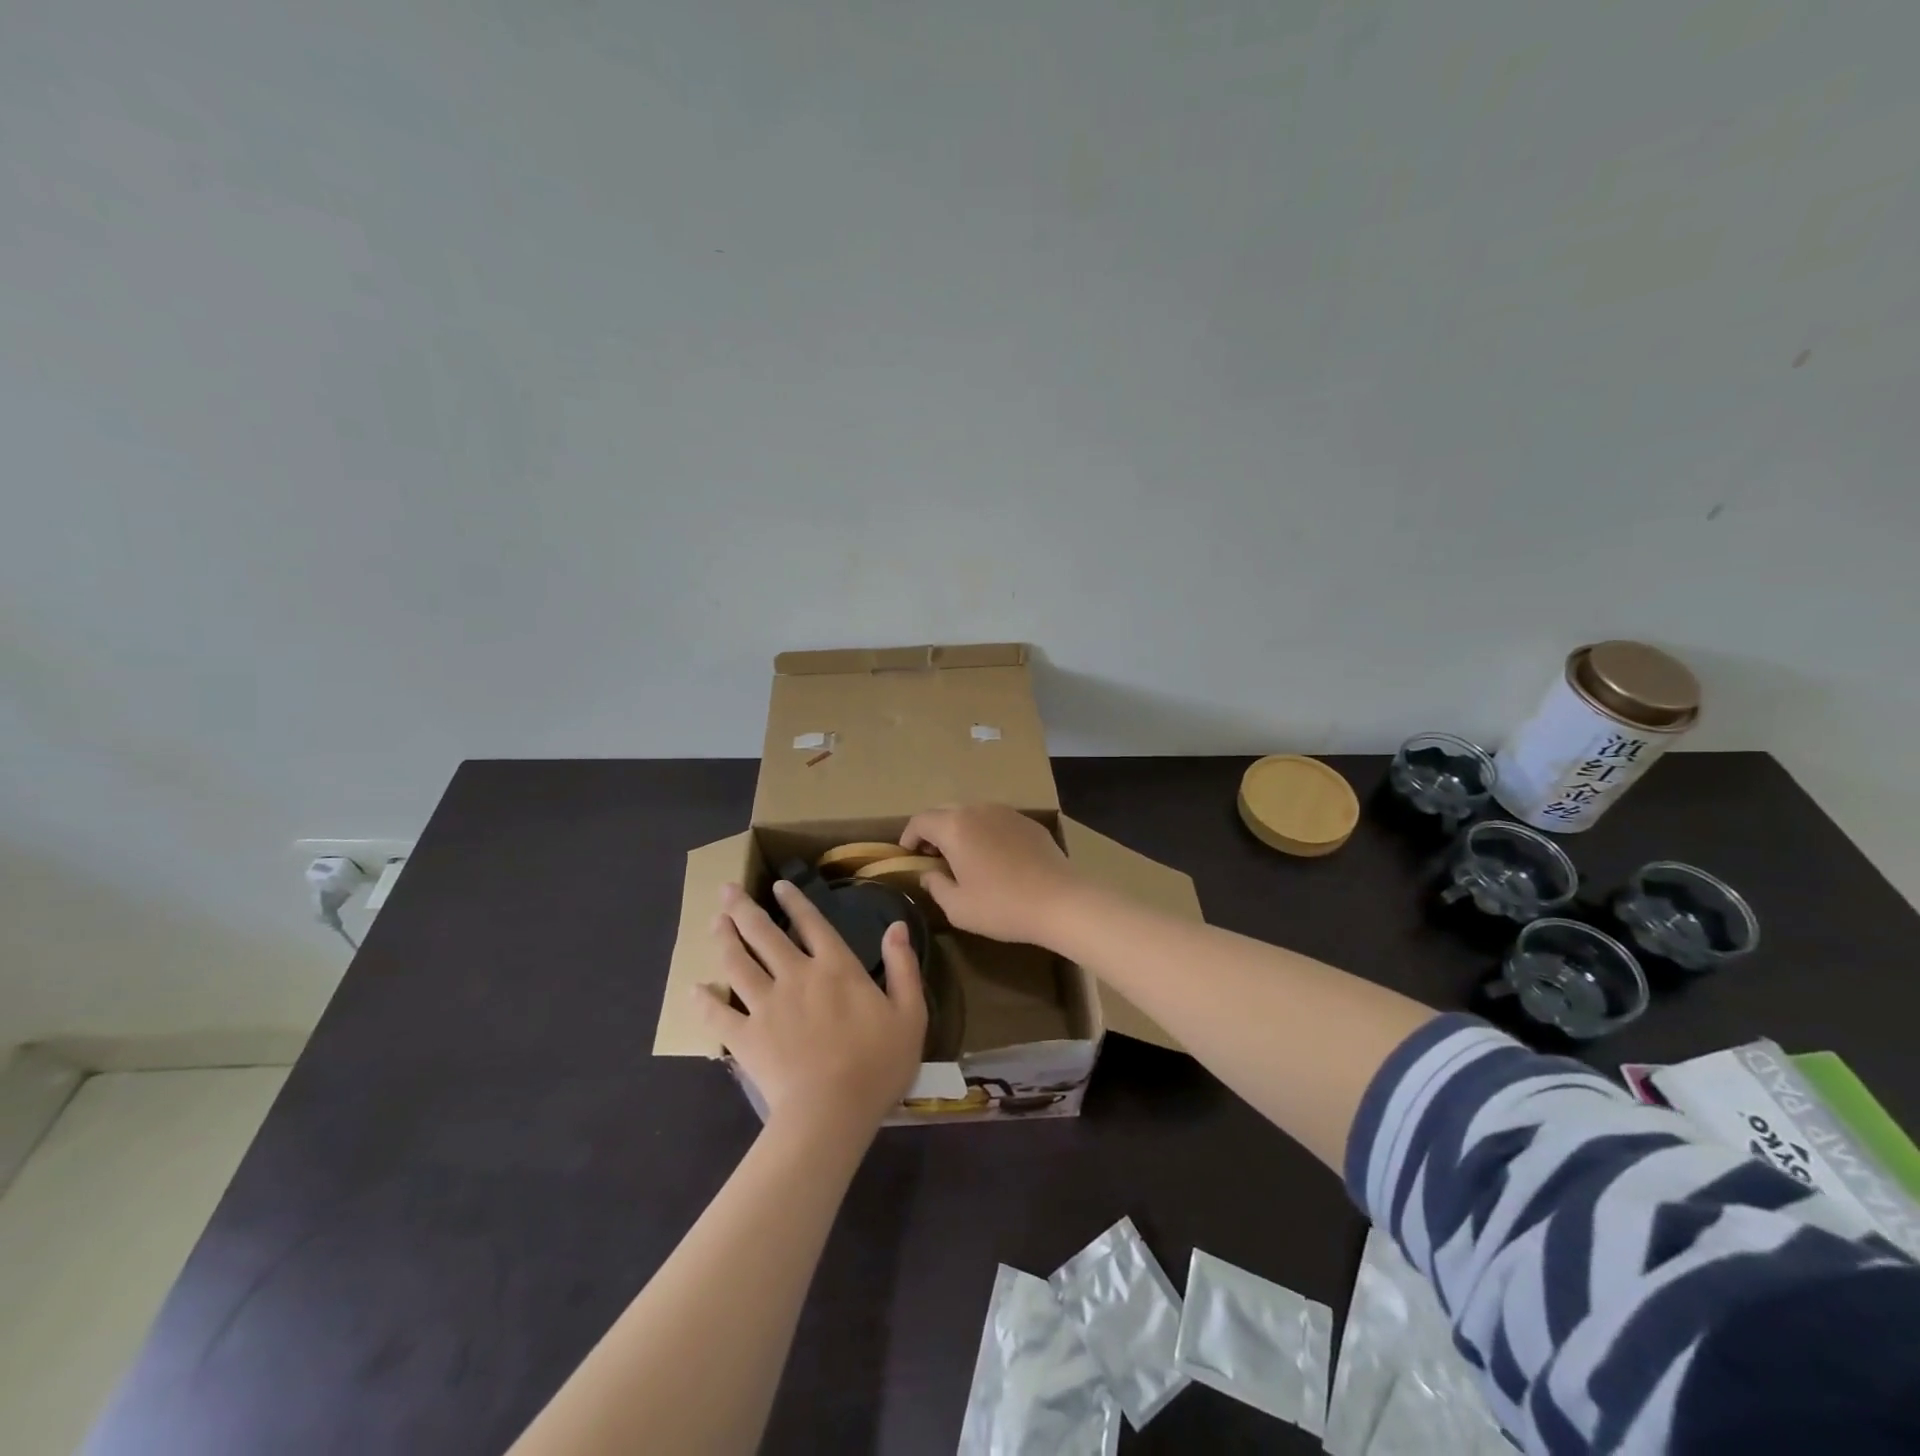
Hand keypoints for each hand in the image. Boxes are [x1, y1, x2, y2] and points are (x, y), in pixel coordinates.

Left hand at [696, 882, 926, 1138]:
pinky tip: (693, 988)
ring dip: (724, 939)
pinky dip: (703, 999)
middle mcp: (796, 975)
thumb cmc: (877, 1064)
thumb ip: (903, 967)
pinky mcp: (745, 1036)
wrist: (833, 1111)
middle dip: (744, 909)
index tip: (777, 885)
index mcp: (836, 967)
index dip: (794, 901)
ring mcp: (766, 1004)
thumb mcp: (910, 1014)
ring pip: (737, 962)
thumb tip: (896, 927)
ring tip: (714, 923)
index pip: (812, 923)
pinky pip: (717, 1013)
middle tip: (726, 890)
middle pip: (764, 934)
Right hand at [900, 804, 1092, 947]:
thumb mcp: (958, 907)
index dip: (908, 836)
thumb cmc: (1002, 906)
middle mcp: (977, 810)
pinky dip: (984, 832)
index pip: (920, 821)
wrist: (1060, 900)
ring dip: (959, 829)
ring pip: (971, 813)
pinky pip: (995, 820)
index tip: (908, 854)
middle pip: (944, 811)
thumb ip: (935, 886)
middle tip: (931, 856)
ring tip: (961, 856)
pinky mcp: (1027, 821)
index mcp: (954, 827)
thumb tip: (928, 874)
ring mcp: (1005, 812)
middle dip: (932, 830)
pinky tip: (993, 857)